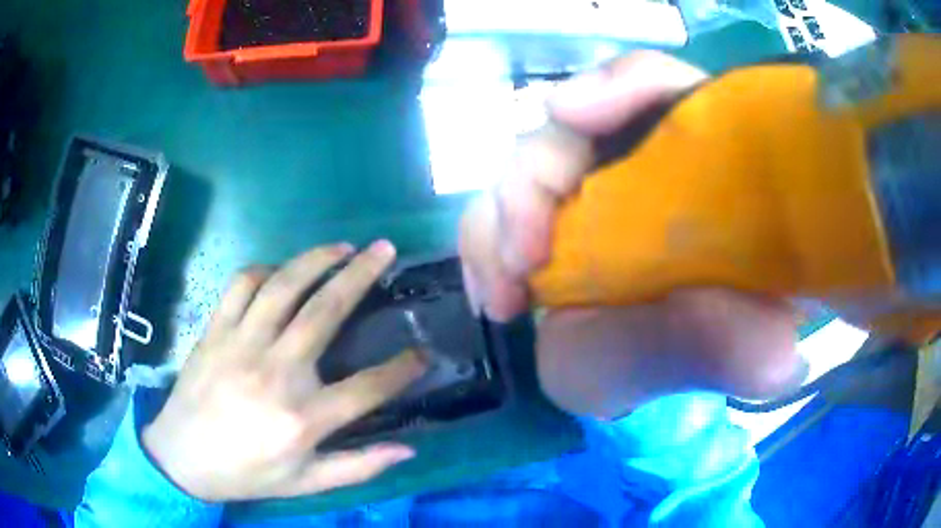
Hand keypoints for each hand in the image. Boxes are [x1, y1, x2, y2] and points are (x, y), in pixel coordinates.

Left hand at [143, 241, 426, 501]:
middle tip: (385, 249)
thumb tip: (407, 449)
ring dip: (316, 259)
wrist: (181, 456)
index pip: (368, 387)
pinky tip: (280, 271)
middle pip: (326, 312)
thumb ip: (357, 467)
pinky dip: (264, 270)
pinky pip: (241, 285)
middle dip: (363, 275)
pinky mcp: (215, 330)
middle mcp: (275, 372)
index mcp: (302, 418)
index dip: (403, 368)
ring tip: (342, 247)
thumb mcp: (305, 483)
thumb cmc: (246, 473)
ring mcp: (241, 344)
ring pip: (284, 286)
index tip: (424, 352)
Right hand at [459, 52, 801, 418]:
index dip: (621, 85)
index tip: (574, 116)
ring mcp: (585, 191)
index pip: (662, 88)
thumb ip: (748, 347)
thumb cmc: (706, 354)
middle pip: (574, 120)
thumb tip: (777, 354)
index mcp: (700, 167)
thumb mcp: (732, 359)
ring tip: (503, 293)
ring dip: (500, 217)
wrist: (652, 379)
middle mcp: (640, 162)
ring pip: (523, 163)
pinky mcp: (543, 224)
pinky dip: (482, 244)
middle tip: (526, 255)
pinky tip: (494, 294)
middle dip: (535, 174)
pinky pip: (494, 211)